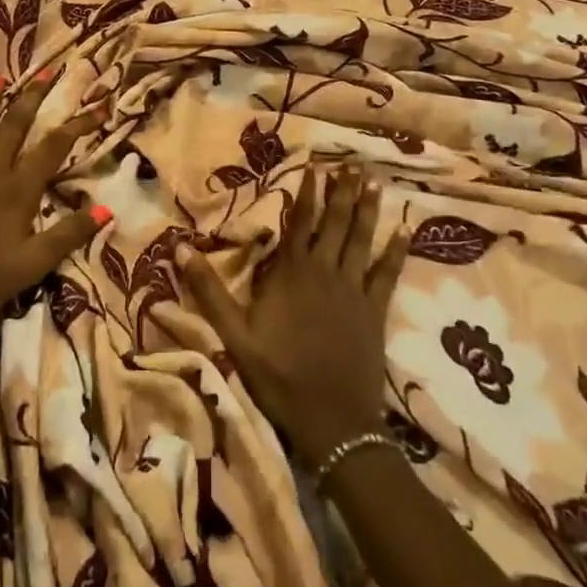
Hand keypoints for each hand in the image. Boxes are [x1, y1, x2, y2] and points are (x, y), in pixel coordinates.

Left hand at [0, 73, 104, 348]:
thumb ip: (68, 235)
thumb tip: (106, 208)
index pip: (54, 149)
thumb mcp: (32, 267)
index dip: (78, 125)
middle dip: (32, 98)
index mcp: (17, 192)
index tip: (99, 106)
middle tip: (47, 72)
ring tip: (0, 79)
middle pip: (14, 129)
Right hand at [175, 167, 405, 466]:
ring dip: (368, 210)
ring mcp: (354, 291)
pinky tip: (406, 230)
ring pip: (361, 240)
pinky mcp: (375, 312)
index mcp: (292, 274)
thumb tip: (180, 248)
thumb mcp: (235, 336)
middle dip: (342, 192)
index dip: (307, 193)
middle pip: (335, 224)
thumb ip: (209, 291)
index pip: (300, 223)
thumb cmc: (279, 377)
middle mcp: (326, 273)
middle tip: (351, 163)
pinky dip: (396, 251)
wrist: (333, 422)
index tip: (314, 166)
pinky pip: (388, 274)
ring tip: (373, 182)